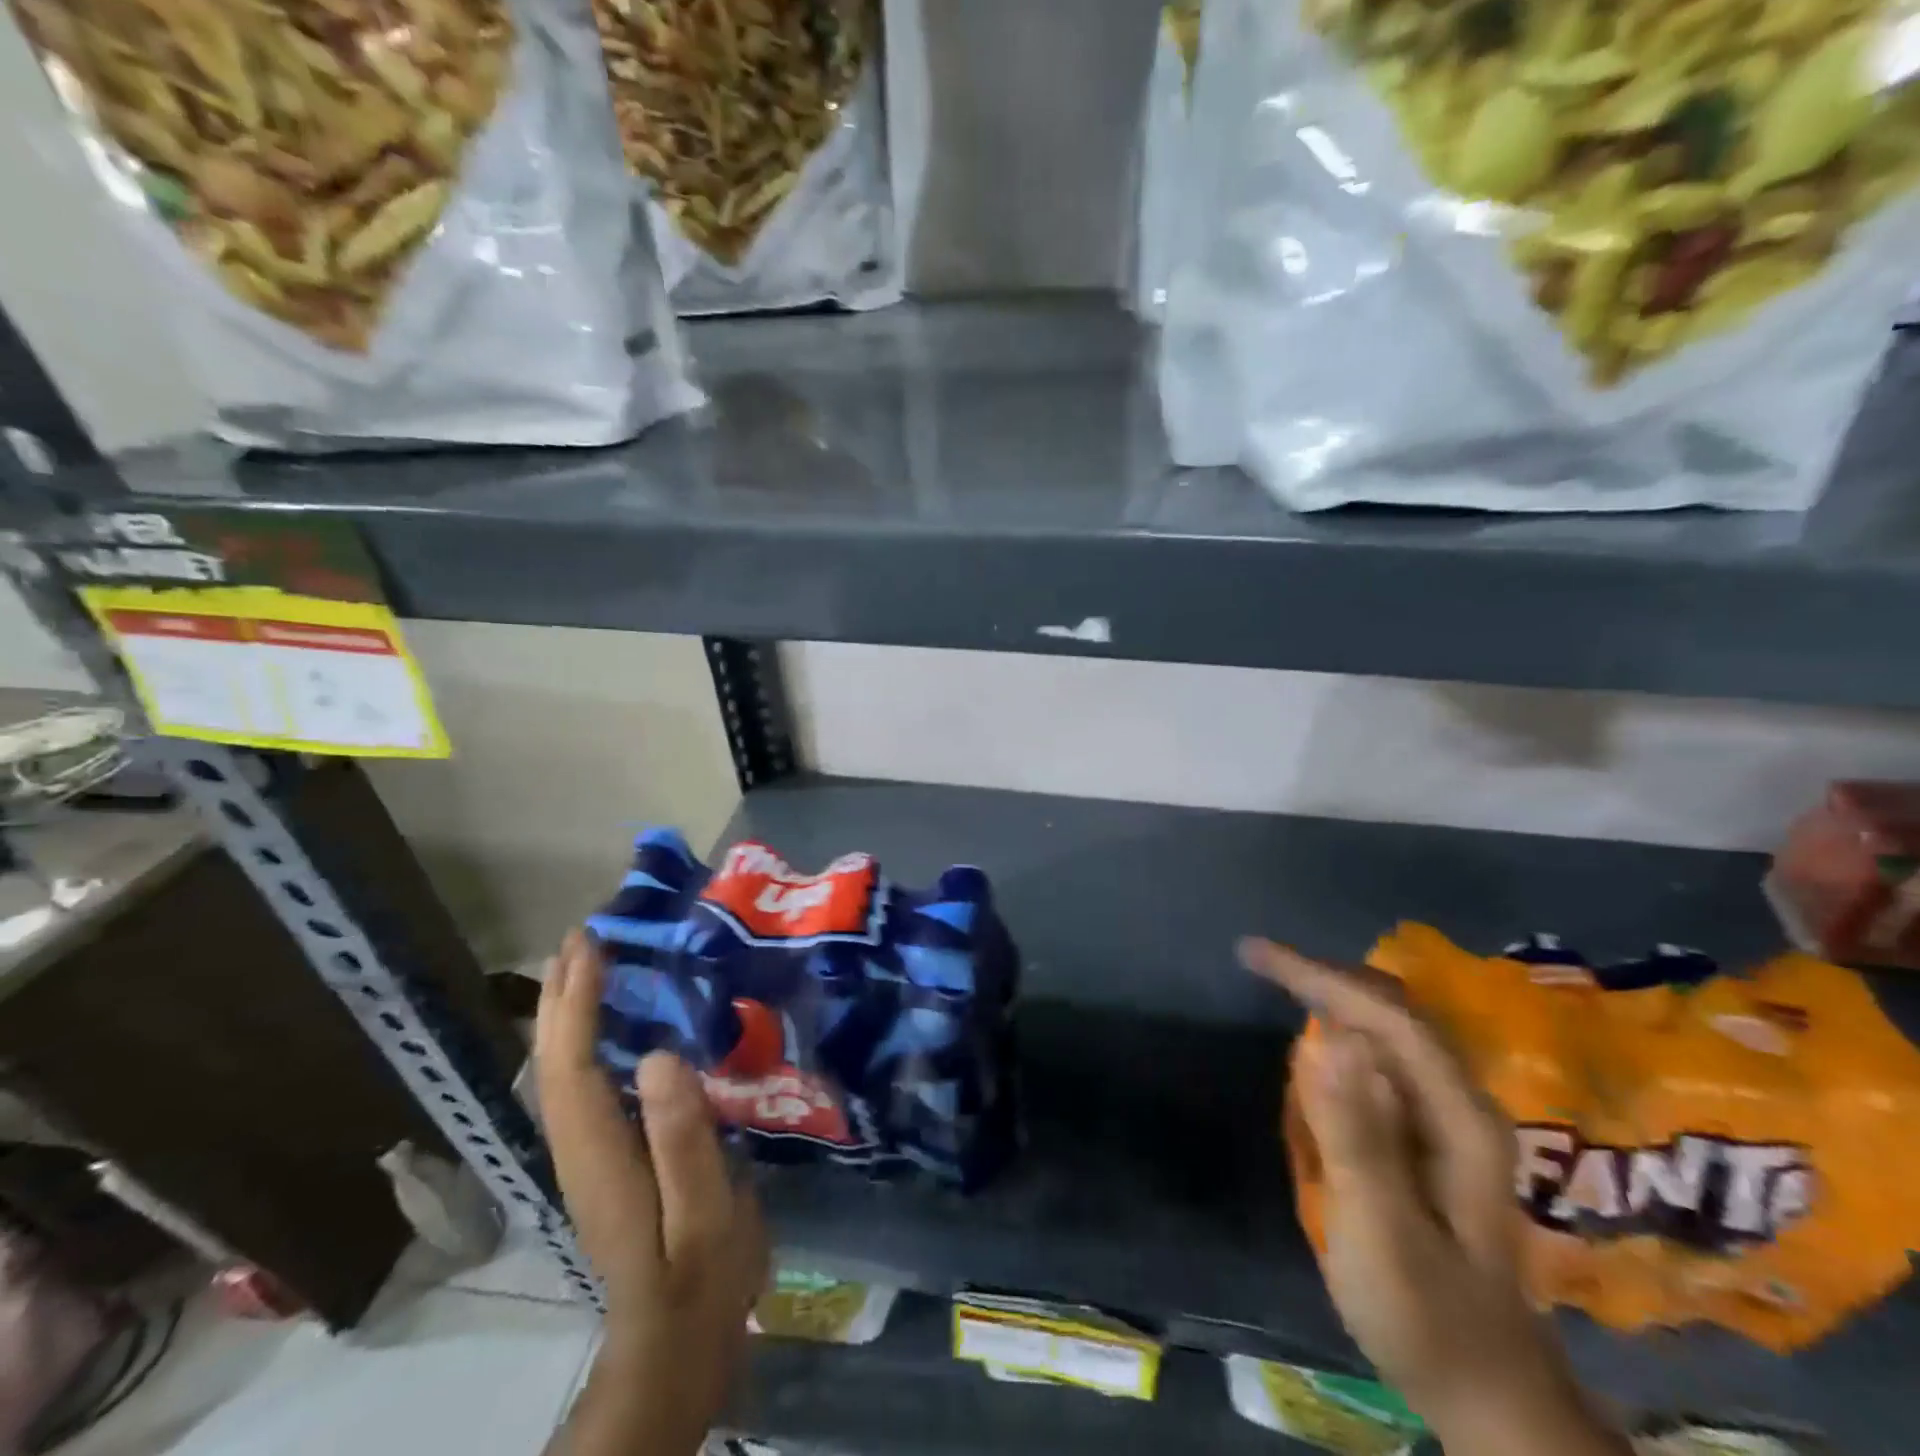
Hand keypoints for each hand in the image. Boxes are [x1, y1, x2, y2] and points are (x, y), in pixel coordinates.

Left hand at [536, 931, 767, 1455]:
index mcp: (601, 1153)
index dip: (577, 1003)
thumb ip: (682, 1137)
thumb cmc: (701, 1274)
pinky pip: (586, 1084)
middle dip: (562, 996)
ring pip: (565, 1072)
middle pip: (556, 1063)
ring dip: (568, 1014)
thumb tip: (657, 1056)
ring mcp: (591, 1155)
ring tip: (585, 965)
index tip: (590, 946)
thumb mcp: (705, 1209)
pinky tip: (609, 1023)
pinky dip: (586, 1041)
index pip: (574, 1067)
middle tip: (579, 938)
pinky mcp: (609, 1158)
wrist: (678, 1341)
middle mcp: (582, 1147)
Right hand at [1241, 939, 1629, 1455]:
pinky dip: (1338, 1037)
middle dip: (1323, 976)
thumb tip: (1328, 1038)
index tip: (1255, 955)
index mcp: (1458, 1118)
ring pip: (1386, 1029)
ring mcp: (1448, 1119)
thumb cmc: (1428, 1317)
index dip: (1320, 975)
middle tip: (1259, 962)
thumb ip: (1357, 1136)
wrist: (1488, 1394)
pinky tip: (1312, 1053)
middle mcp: (1460, 1104)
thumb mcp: (1382, 1232)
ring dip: (1330, 1000)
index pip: (1387, 1015)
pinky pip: (1379, 1060)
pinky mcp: (1429, 1136)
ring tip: (1278, 987)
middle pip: (1390, 1009)